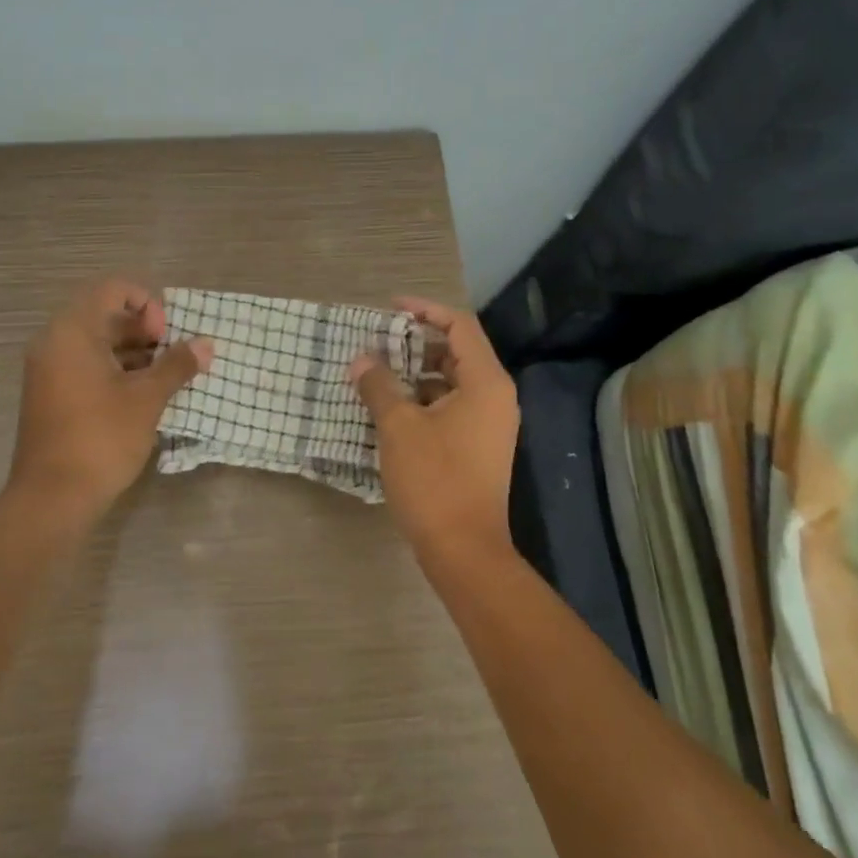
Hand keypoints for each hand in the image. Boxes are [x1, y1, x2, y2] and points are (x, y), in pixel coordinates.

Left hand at [9, 279, 212, 520]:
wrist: (52, 498)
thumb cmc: (101, 438)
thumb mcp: (147, 398)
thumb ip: (177, 365)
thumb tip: (207, 343)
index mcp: (72, 332)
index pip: (112, 290)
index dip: (147, 304)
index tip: (165, 337)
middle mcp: (54, 343)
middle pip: (104, 315)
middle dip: (144, 331)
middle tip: (171, 357)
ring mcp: (49, 370)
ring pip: (97, 344)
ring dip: (134, 353)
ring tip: (165, 377)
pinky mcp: (51, 395)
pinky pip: (86, 366)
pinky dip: (115, 371)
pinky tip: (143, 395)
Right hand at [350, 297, 519, 556]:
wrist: (464, 549)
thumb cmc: (434, 480)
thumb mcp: (399, 427)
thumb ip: (379, 386)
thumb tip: (361, 359)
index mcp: (486, 383)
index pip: (459, 326)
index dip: (425, 310)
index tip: (390, 309)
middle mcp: (495, 397)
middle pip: (458, 352)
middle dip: (417, 343)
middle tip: (379, 342)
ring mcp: (489, 424)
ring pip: (453, 382)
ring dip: (417, 374)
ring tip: (378, 374)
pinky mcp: (478, 447)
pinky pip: (452, 407)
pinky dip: (424, 400)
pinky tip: (392, 410)